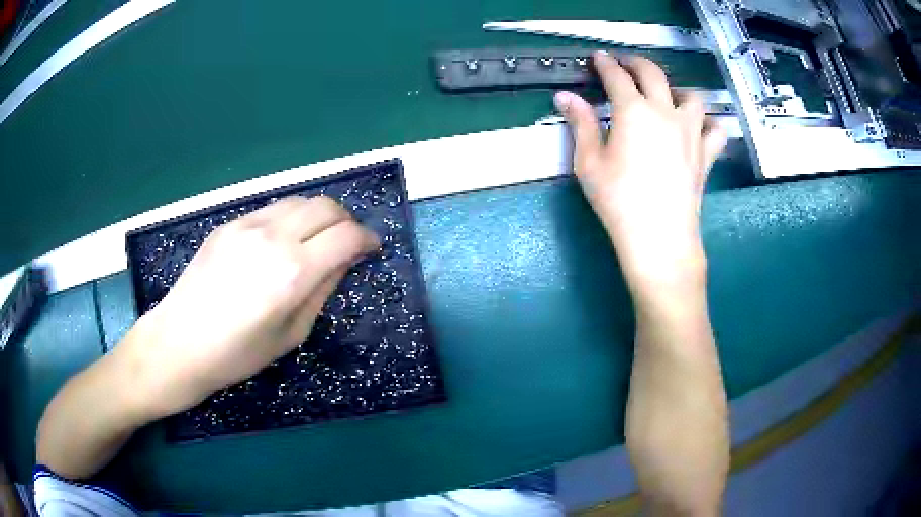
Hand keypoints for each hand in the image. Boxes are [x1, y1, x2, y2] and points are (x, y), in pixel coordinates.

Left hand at [120, 196, 378, 418]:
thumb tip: (343, 261)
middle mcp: (273, 237)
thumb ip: (322, 291)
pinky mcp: (228, 224)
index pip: (347, 236)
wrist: (179, 342)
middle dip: (346, 221)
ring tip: (315, 240)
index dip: (368, 240)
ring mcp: (247, 225)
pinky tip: (280, 243)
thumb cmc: (238, 354)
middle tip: (347, 243)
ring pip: (298, 201)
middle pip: (326, 206)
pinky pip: (270, 210)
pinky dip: (288, 219)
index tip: (372, 249)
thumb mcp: (291, 335)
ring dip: (317, 216)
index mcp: (293, 273)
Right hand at [554, 52, 726, 296]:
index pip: (617, 76)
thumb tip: (565, 96)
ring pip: (691, 96)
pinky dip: (709, 123)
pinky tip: (700, 127)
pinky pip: (716, 130)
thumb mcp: (589, 162)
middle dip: (636, 63)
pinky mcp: (706, 154)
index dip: (605, 64)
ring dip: (677, 89)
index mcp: (633, 111)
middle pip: (653, 74)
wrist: (659, 237)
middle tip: (626, 65)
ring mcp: (691, 132)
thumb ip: (580, 123)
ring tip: (667, 97)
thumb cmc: (618, 201)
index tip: (598, 59)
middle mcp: (665, 112)